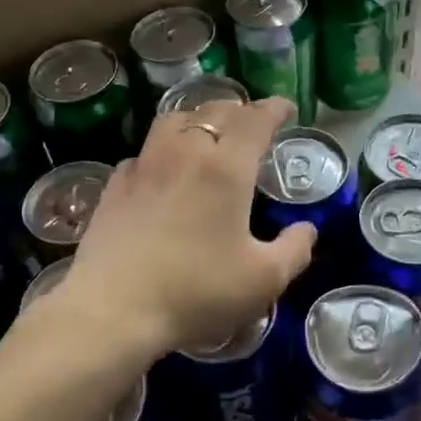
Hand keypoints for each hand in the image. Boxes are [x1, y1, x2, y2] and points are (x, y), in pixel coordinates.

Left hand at [64, 97, 316, 358]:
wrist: (112, 311)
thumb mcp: (263, 280)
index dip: (275, 109)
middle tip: (253, 123)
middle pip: (214, 111)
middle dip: (240, 110)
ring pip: (173, 121)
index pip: (255, 119)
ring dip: (198, 118)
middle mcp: (184, 153)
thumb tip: (307, 229)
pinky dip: (162, 150)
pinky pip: (144, 152)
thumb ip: (294, 250)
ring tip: (208, 133)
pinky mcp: (114, 187)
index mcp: (226, 167)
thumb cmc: (197, 292)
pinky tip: (163, 170)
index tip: (287, 109)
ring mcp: (144, 167)